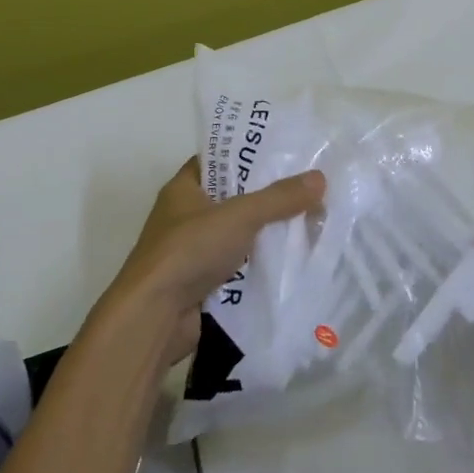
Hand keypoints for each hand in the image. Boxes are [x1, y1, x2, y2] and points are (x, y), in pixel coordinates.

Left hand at [94, 158, 325, 366]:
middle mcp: (184, 217)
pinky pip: (237, 266)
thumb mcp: (240, 215)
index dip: (248, 155)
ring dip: (265, 234)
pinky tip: (289, 261)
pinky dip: (258, 265)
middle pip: (232, 199)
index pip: (217, 161)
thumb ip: (279, 197)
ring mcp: (191, 252)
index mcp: (183, 189)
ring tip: (308, 222)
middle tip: (306, 190)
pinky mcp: (200, 284)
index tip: (283, 155)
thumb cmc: (190, 251)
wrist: (154, 317)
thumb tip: (319, 178)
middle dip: (266, 197)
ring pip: (237, 235)